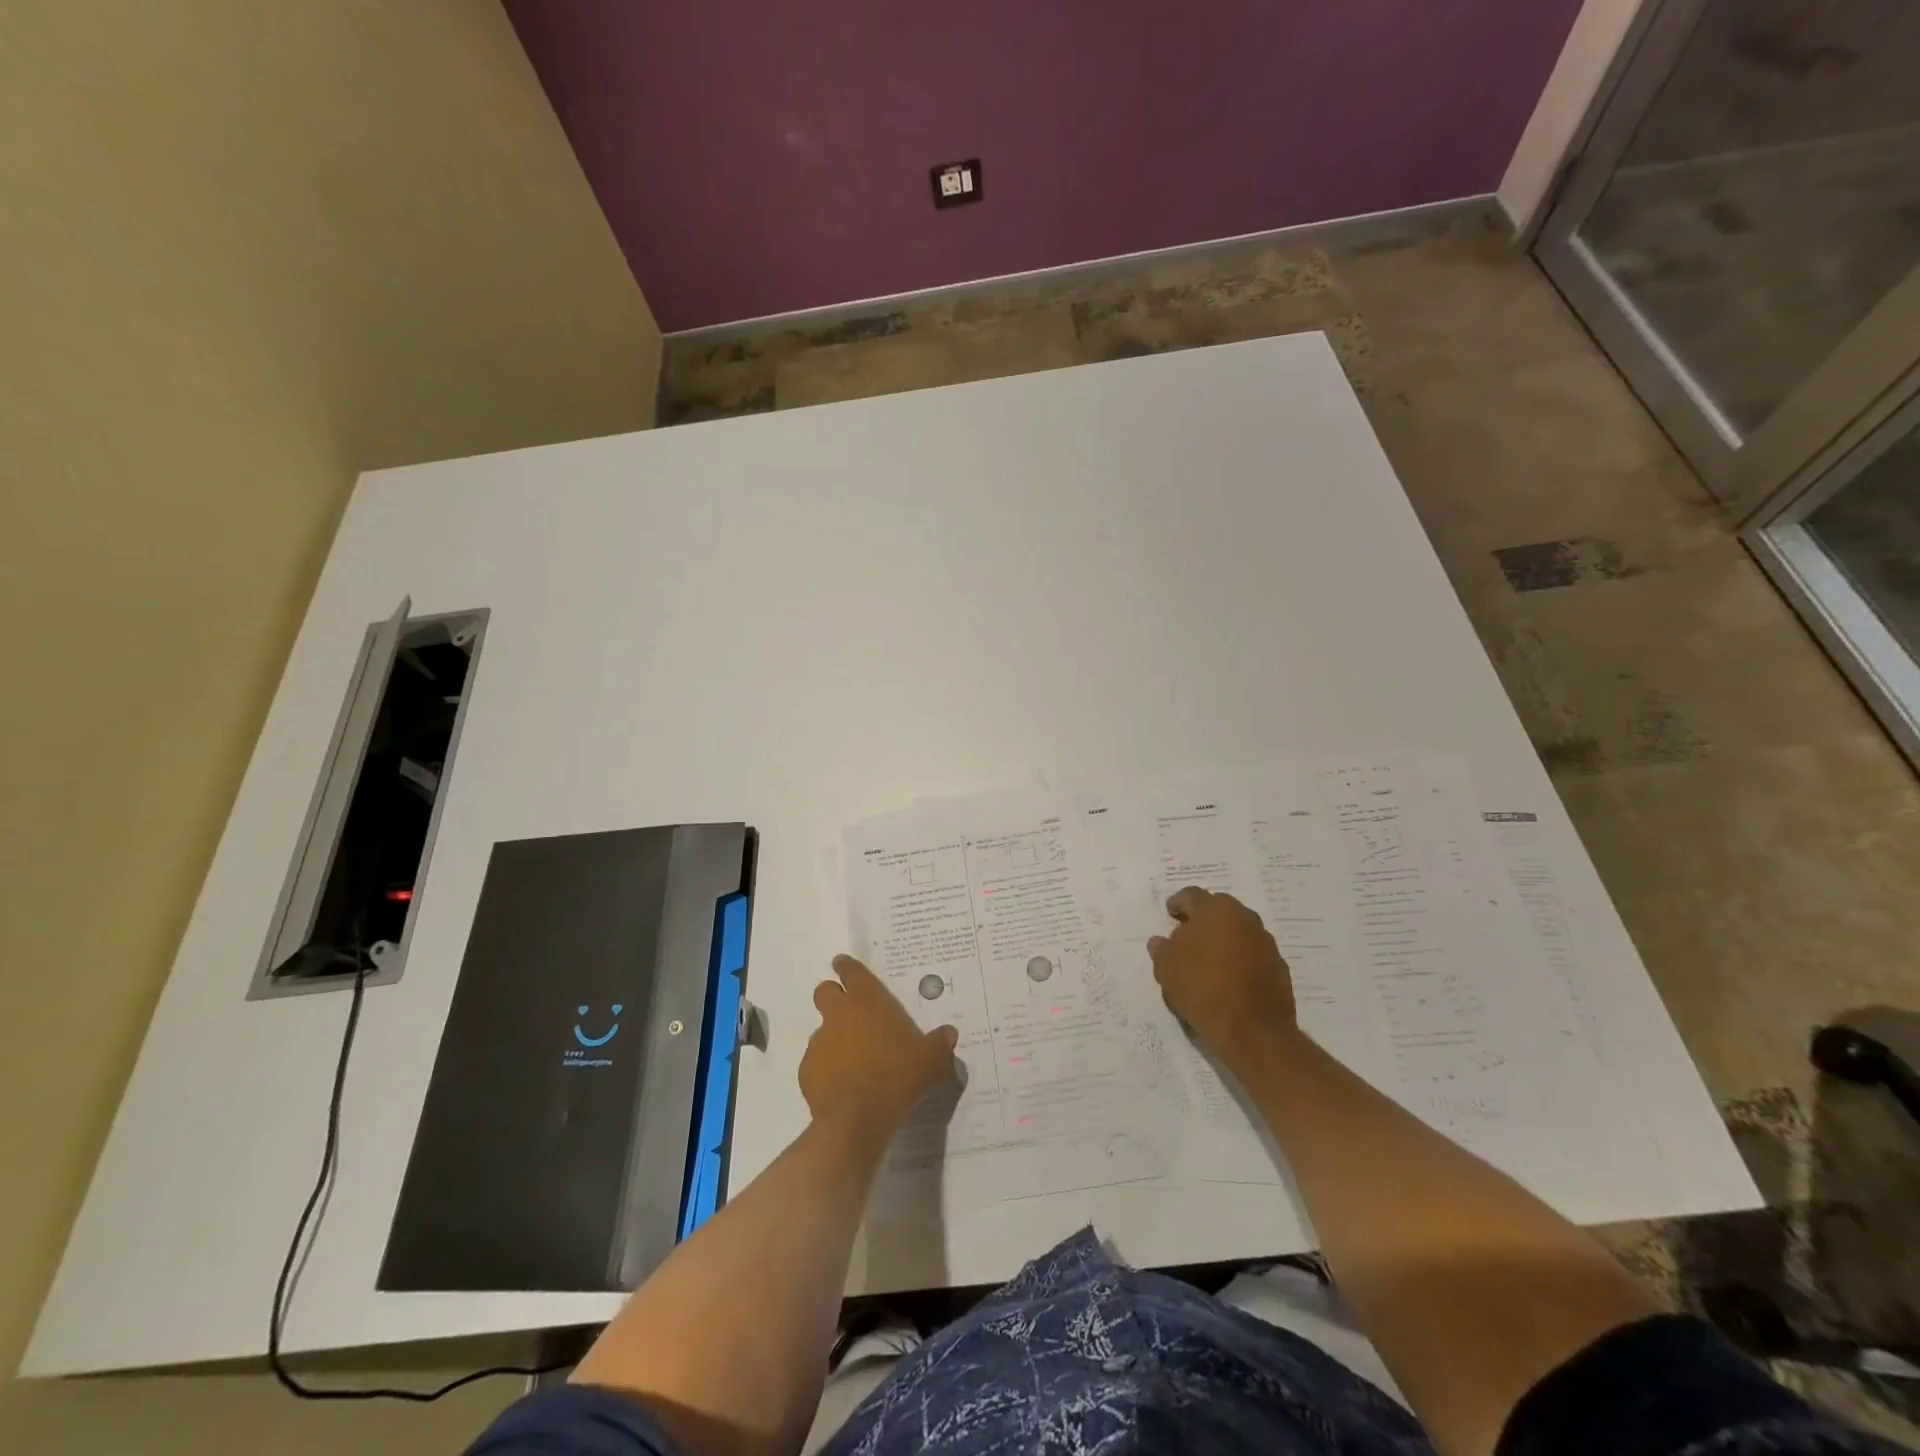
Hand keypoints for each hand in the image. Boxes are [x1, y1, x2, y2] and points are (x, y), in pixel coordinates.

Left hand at [801, 955, 958, 1145]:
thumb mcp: (931, 1060)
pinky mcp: (806, 1071)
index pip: (851, 971)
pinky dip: (827, 1068)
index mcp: (866, 1000)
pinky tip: (844, 1086)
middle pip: (825, 992)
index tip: (843, 964)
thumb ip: (940, 1044)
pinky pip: (817, 1063)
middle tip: (851, 1012)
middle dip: (834, 996)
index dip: (847, 966)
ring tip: (854, 1059)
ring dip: (834, 1037)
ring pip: (822, 1029)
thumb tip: (949, 1034)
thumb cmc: (896, 1076)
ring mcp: (819, 1042)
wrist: (856, 1119)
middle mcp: (838, 1014)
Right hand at [1147, 887, 1298, 1064]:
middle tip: (1187, 938)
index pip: (1190, 896)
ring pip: (1237, 932)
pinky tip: (1228, 980)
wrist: (1253, 1030)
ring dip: (1223, 940)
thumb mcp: (1166, 968)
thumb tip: (1161, 941)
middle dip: (1202, 921)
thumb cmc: (1203, 988)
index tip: (1169, 915)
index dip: (1176, 904)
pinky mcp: (1279, 966)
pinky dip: (1239, 960)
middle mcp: (1244, 917)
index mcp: (1215, 909)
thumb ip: (1162, 949)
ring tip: (1207, 962)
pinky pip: (1252, 954)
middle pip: (1217, 911)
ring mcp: (1265, 941)